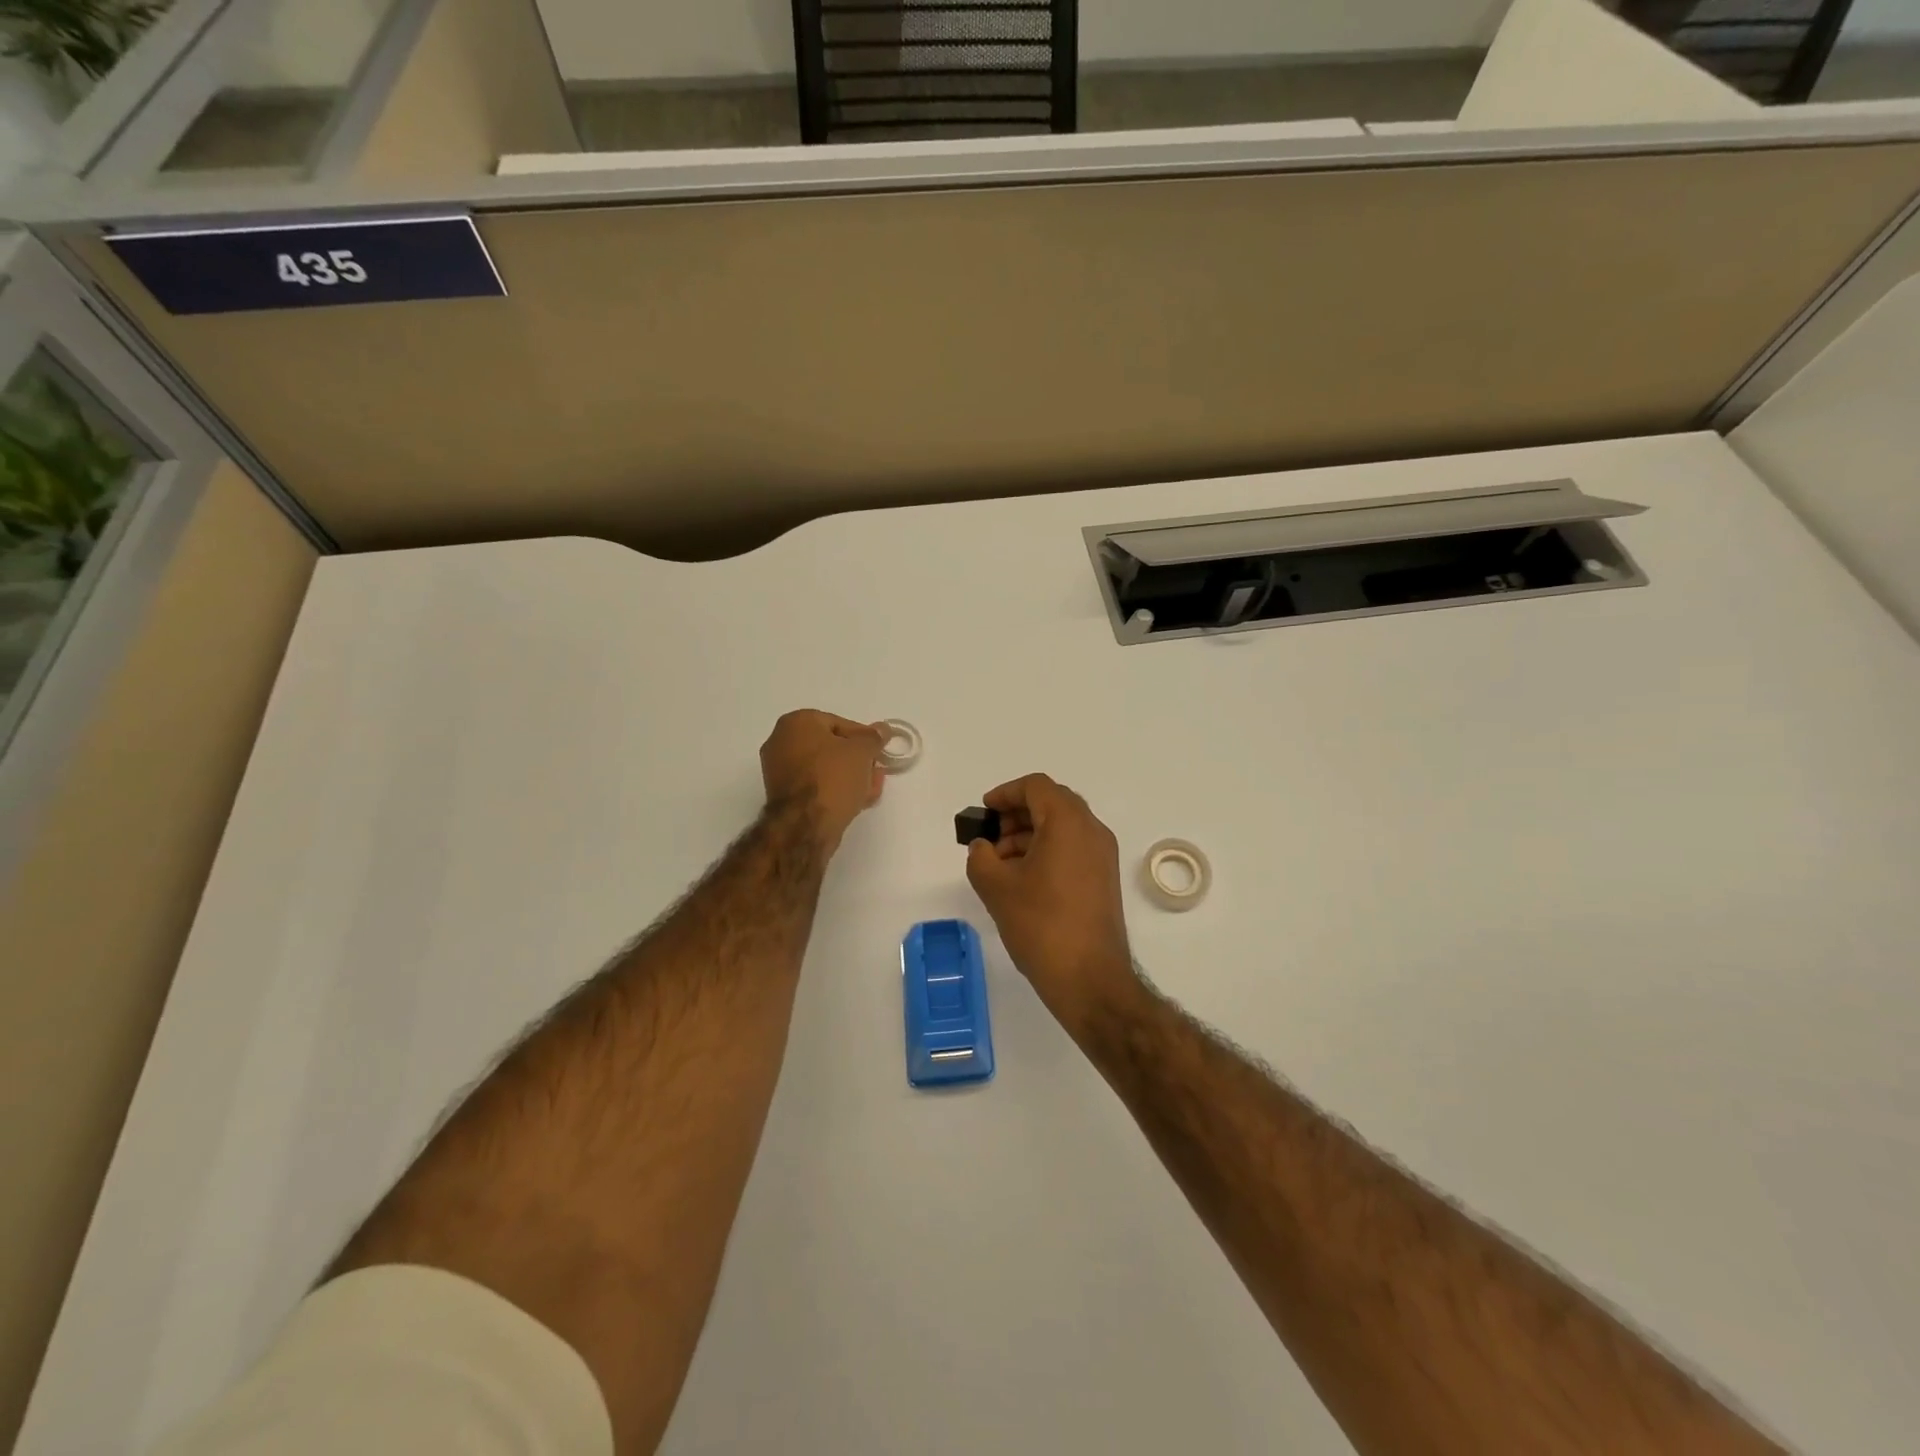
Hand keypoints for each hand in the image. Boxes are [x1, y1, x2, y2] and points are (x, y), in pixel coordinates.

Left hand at [760, 710, 885, 851]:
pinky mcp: (783, 796)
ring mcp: (779, 770)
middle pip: (829, 746)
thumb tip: (882, 729)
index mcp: (796, 722)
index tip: (878, 751)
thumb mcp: (862, 751)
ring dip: (849, 775)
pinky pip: (814, 785)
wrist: (805, 825)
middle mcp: (781, 741)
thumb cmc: (833, 777)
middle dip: (857, 759)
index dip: (863, 737)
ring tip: (871, 788)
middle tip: (876, 770)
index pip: (838, 723)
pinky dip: (834, 789)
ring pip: (823, 768)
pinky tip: (856, 800)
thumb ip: (873, 738)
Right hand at [965, 774, 1140, 1032]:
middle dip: (1017, 815)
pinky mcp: (1104, 879)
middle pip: (1052, 803)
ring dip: (1029, 835)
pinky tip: (1022, 879)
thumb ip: (981, 857)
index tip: (984, 813)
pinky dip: (1046, 851)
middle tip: (990, 838)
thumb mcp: (997, 888)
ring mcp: (1102, 856)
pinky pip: (1073, 848)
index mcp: (1068, 822)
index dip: (1006, 793)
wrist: (1090, 978)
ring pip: (1062, 827)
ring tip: (1000, 863)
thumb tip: (983, 847)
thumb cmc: (1041, 925)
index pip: (1036, 787)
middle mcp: (1092, 831)